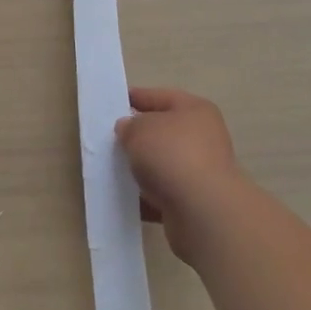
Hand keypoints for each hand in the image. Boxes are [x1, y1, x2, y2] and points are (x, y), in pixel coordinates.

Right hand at [116, 86, 243, 263]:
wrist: (203, 212)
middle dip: (136, 137)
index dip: (134, 97)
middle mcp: (202, 138)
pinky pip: (162, 194)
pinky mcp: (194, 202)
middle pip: (162, 132)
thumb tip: (128, 130)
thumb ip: (129, 125)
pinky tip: (123, 198)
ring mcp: (200, 172)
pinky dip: (144, 196)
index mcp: (195, 110)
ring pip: (161, 165)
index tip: (110, 104)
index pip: (159, 97)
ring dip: (140, 168)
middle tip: (107, 140)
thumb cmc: (172, 156)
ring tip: (110, 170)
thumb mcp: (140, 129)